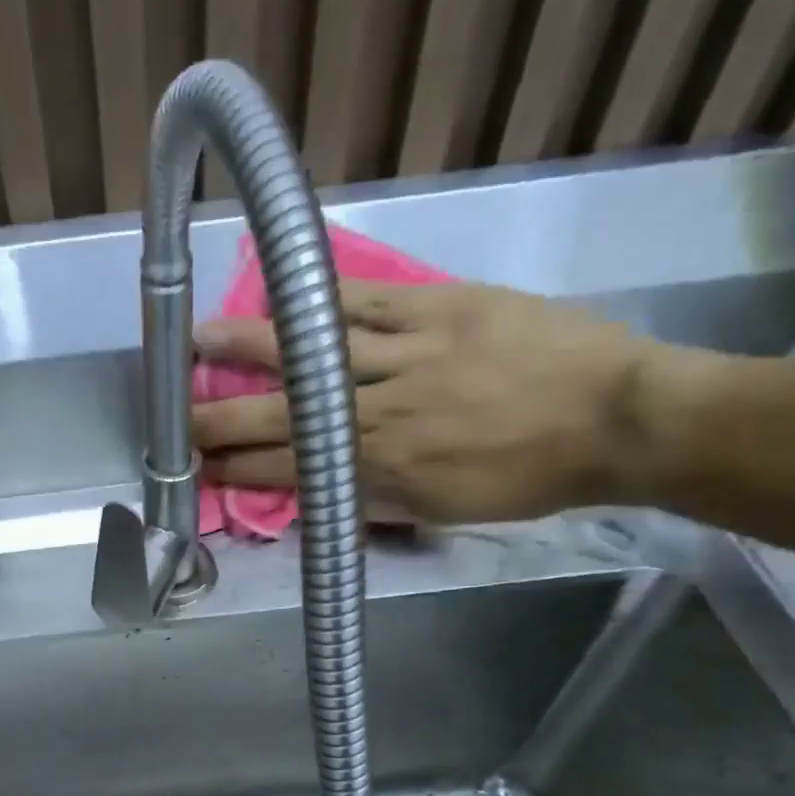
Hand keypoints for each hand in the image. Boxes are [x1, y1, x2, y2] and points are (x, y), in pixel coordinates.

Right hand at [192, 279, 666, 523]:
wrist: (617, 419)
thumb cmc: (527, 477)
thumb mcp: (442, 510)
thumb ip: (375, 500)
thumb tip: (322, 492)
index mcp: (382, 469)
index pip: (290, 469)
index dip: (238, 470)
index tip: (199, 470)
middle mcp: (379, 413)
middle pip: (284, 416)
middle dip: (222, 422)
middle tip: (177, 424)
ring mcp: (405, 355)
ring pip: (312, 353)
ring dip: (250, 350)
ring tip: (200, 339)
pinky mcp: (436, 308)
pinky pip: (365, 299)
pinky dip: (317, 294)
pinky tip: (278, 285)